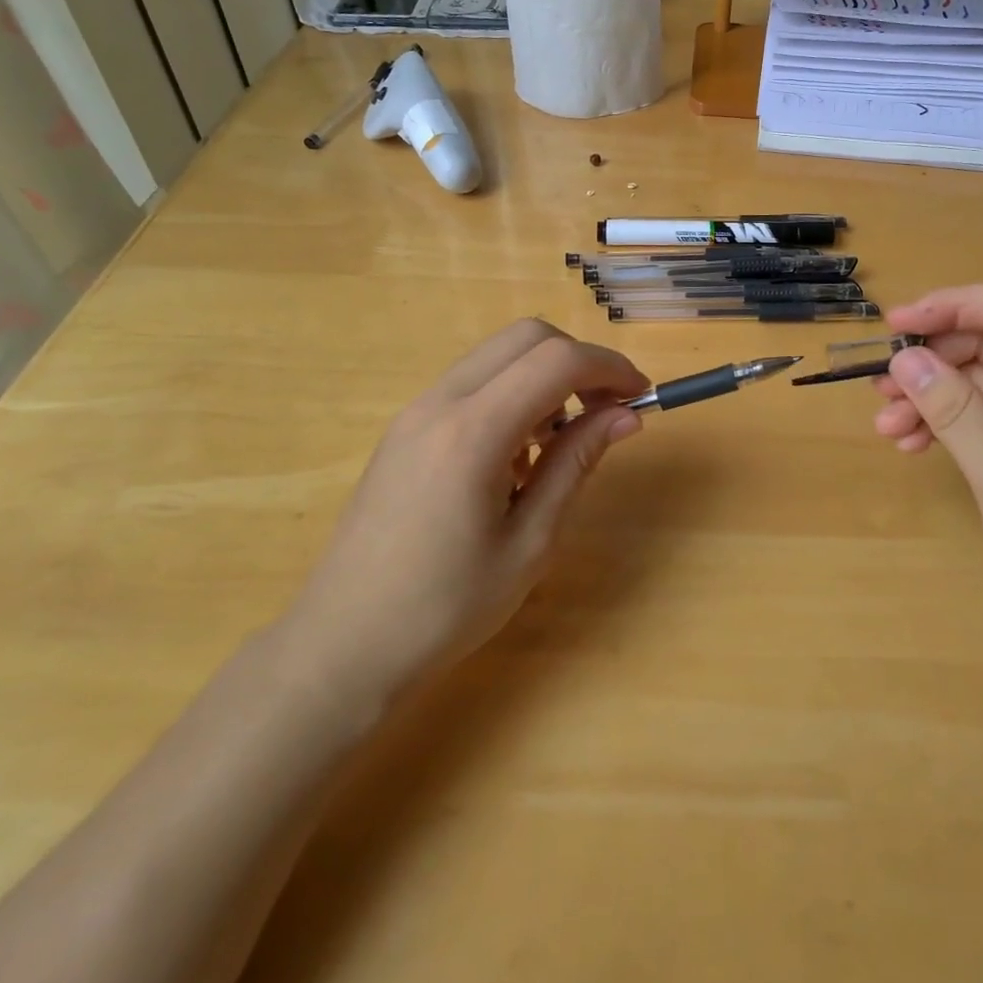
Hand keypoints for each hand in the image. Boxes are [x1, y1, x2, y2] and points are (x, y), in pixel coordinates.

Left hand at [279, 319, 648, 710]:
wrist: (342, 645)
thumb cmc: (445, 608)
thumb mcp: (530, 543)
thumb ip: (576, 464)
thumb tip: (626, 416)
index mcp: (472, 432)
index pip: (556, 361)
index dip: (609, 368)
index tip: (640, 398)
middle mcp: (440, 403)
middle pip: (526, 337)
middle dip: (578, 361)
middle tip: (606, 412)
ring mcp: (416, 410)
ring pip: (497, 356)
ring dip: (543, 377)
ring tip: (559, 443)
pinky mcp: (405, 427)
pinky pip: (472, 383)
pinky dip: (511, 394)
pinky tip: (516, 456)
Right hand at [872, 283, 982, 675]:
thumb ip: (957, 413)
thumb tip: (904, 359)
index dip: (953, 306)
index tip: (895, 327)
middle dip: (933, 361)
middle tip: (881, 388)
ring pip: (981, 385)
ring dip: (931, 396)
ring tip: (887, 426)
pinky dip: (946, 427)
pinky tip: (913, 446)